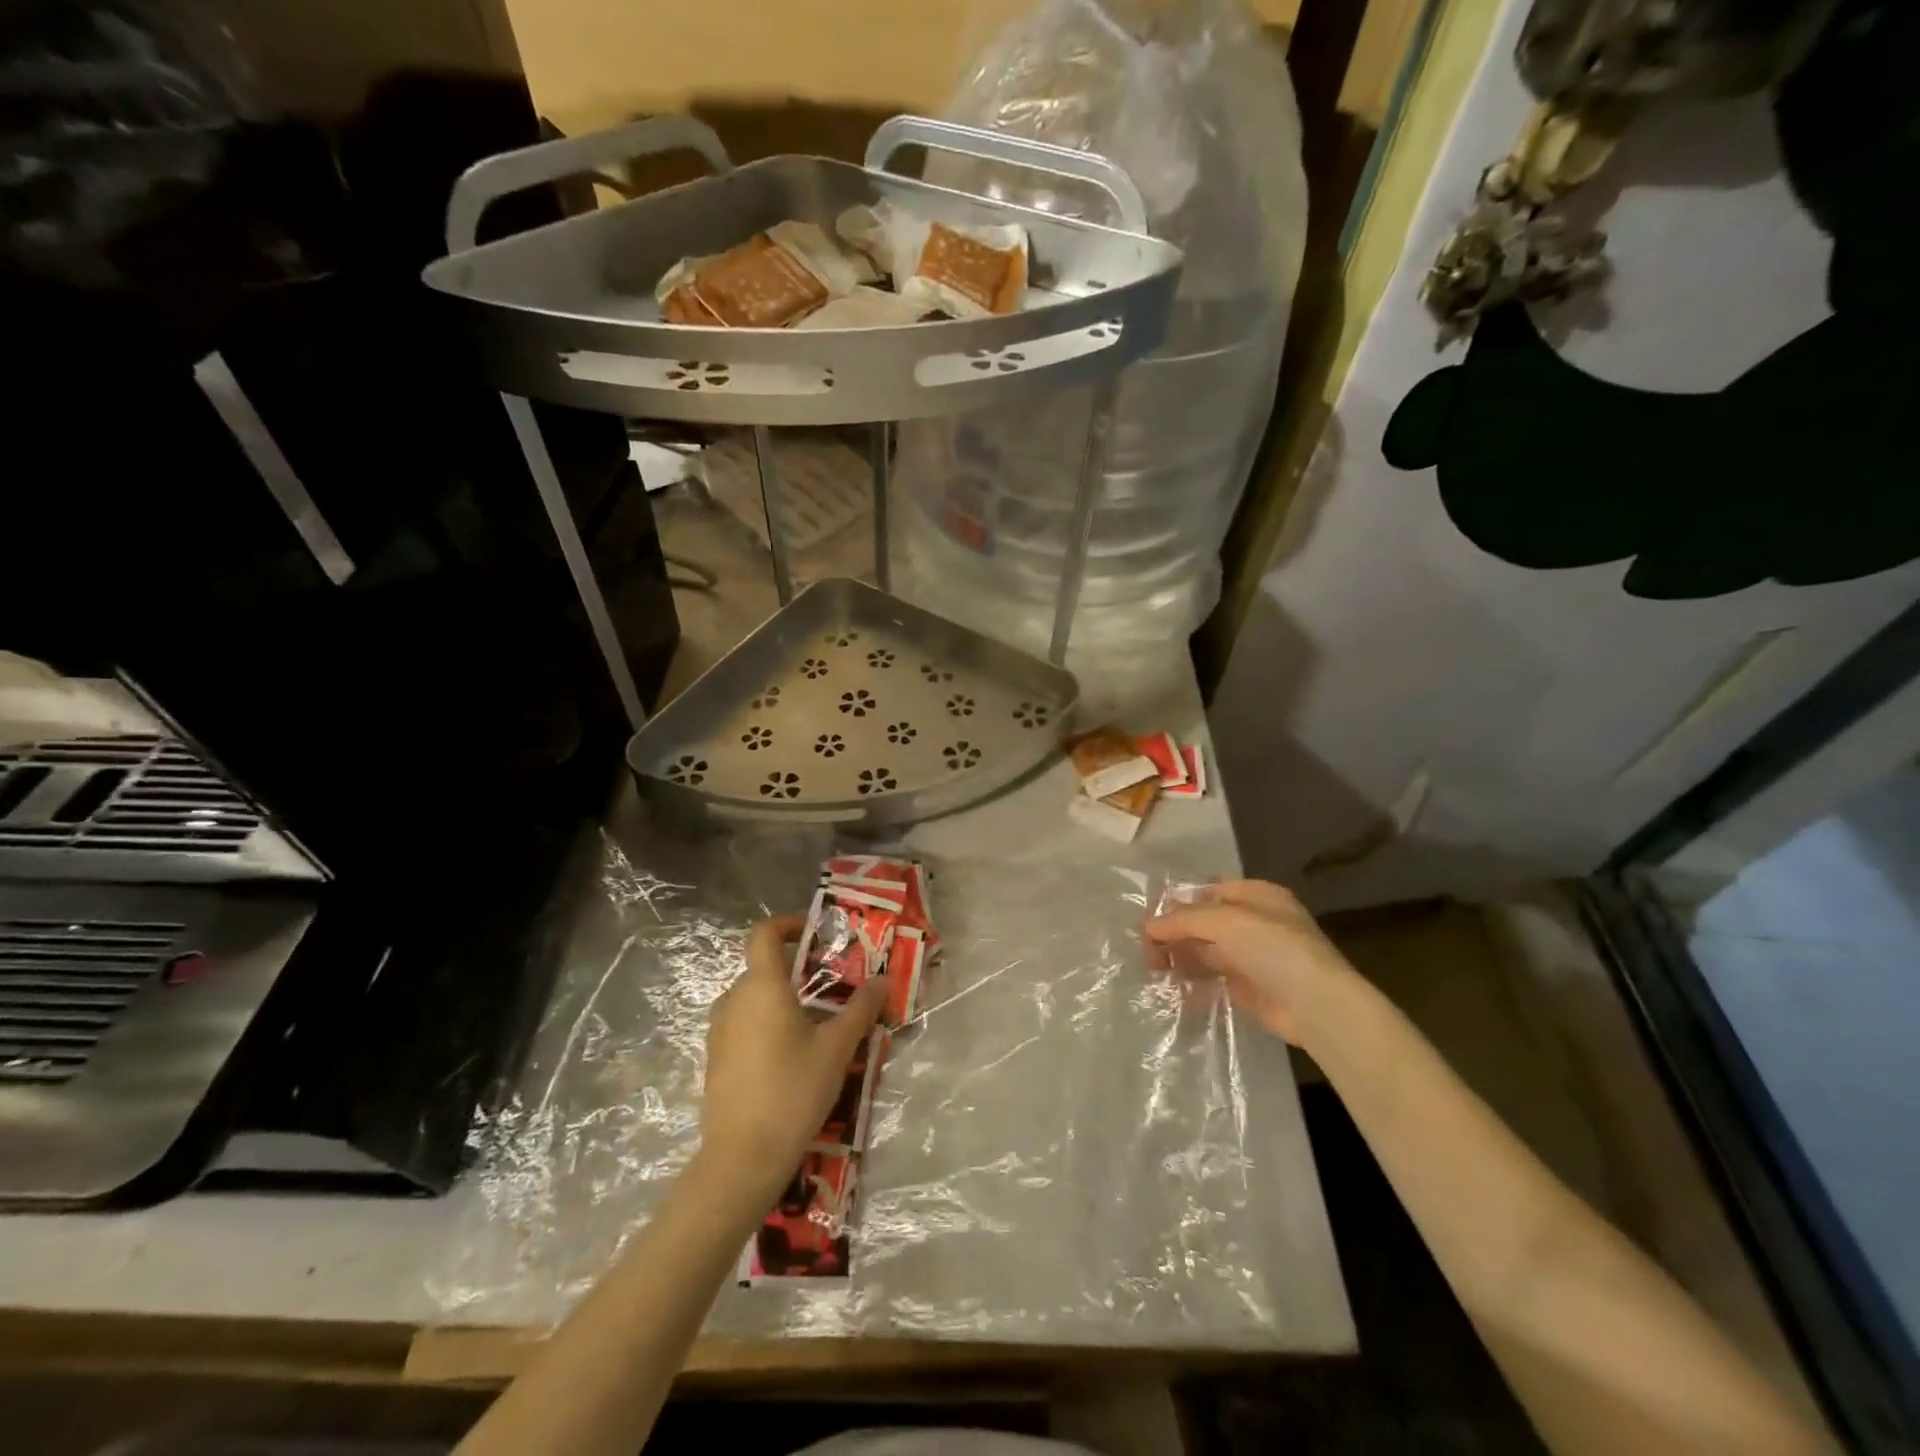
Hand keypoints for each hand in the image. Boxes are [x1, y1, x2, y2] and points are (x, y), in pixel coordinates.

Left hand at [697, 913, 886, 1208]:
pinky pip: (744, 1025)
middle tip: (833, 986)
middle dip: (798, 970)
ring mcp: (720, 1032)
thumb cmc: (793, 1091)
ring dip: (784, 999)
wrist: (742, 1158)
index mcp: (761, 987)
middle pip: (763, 968)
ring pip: (754, 998)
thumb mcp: (836, 1048)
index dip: (787, 923)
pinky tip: (793, 1055)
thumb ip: (860, 1009)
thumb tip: (883, 980)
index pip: (763, 934)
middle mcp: (734, 1000)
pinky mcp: (716, 1060)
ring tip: (818, 1023)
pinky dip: (768, 1024)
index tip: (814, 932)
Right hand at [1143, 880, 1358, 1048]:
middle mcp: (1254, 924)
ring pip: (1206, 953)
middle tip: (1146, 952)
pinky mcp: (1249, 990)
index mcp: (1256, 896)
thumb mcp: (1224, 922)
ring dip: (1180, 959)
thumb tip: (1148, 926)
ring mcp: (1252, 958)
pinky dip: (1192, 985)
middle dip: (1174, 934)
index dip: (1178, 903)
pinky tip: (1173, 990)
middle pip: (1204, 923)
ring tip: (1154, 971)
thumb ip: (1183, 920)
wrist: (1317, 1005)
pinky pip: (1213, 982)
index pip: (1208, 892)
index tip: (1149, 921)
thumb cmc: (1273, 949)